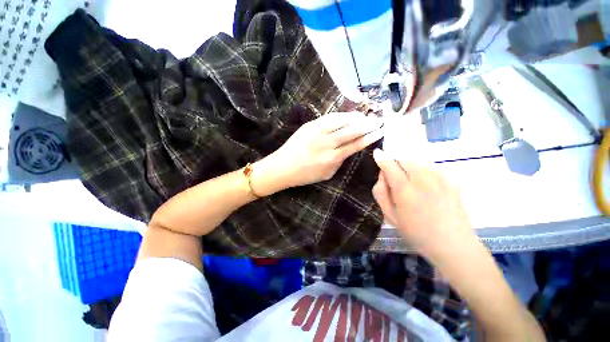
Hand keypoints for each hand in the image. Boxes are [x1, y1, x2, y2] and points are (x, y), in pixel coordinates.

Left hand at [252, 112, 382, 194]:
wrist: (283, 166)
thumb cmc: (305, 174)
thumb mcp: (327, 173)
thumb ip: (340, 161)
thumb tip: (349, 149)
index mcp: (333, 158)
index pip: (356, 144)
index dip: (370, 137)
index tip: (380, 131)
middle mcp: (328, 143)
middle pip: (353, 130)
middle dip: (368, 124)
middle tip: (379, 120)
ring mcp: (318, 131)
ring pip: (342, 120)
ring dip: (357, 117)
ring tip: (365, 116)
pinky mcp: (310, 125)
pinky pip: (330, 117)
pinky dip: (342, 115)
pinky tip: (348, 115)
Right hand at [372, 148, 472, 259]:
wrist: (453, 245)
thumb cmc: (416, 233)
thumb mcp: (390, 216)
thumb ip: (381, 193)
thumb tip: (382, 176)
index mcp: (405, 191)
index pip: (390, 166)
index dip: (382, 158)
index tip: (377, 153)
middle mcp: (423, 180)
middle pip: (405, 159)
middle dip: (396, 162)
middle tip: (395, 178)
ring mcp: (440, 179)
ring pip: (419, 161)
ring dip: (409, 166)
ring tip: (410, 182)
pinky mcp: (452, 181)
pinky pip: (433, 167)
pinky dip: (424, 170)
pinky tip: (426, 185)